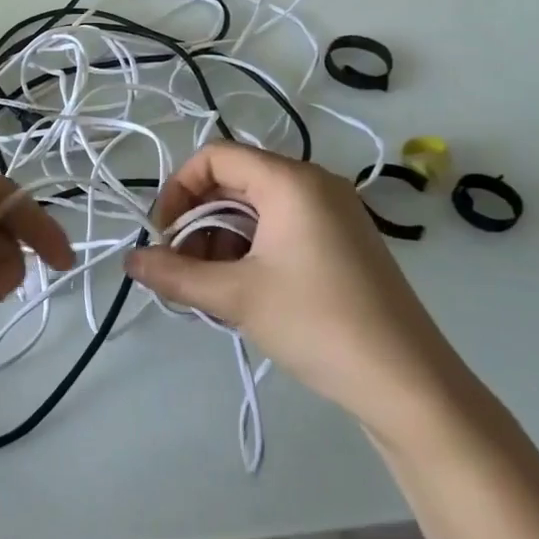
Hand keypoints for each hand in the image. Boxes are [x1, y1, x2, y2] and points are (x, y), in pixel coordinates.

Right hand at [126, 142, 477, 449]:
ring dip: (222, 241)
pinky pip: (281, 229)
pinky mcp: (342, 243)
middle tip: (183, 270)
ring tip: (211, 290)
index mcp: (290, 181)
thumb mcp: (236, 297)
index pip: (215, 157)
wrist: (407, 382)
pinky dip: (252, 252)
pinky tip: (243, 293)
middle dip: (199, 222)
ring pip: (256, 210)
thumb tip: (131, 261)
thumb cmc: (317, 323)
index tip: (164, 237)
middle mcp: (313, 184)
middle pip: (235, 182)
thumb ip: (176, 274)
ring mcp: (333, 214)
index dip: (178, 189)